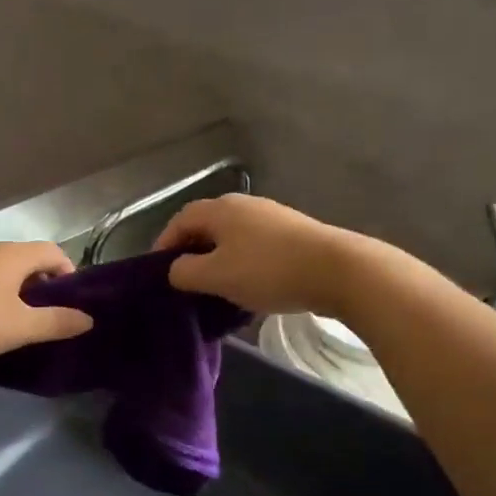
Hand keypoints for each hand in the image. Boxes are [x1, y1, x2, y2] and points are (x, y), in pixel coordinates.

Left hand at [0, 241, 92, 365]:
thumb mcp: (20, 327)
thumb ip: (56, 322)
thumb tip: (88, 319)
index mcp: (12, 254)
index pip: (52, 251)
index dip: (68, 273)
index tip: (71, 302)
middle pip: (27, 258)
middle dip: (43, 284)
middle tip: (48, 315)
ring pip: (3, 269)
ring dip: (17, 290)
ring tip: (20, 320)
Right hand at [154, 194, 355, 315]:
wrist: (338, 271)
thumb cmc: (267, 271)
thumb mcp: (216, 276)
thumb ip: (185, 272)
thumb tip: (176, 269)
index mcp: (220, 209)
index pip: (180, 221)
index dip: (164, 244)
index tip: (157, 272)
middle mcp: (244, 205)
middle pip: (207, 227)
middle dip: (192, 253)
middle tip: (185, 282)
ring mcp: (272, 218)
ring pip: (232, 239)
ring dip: (219, 261)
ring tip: (215, 289)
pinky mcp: (293, 234)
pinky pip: (255, 248)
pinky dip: (243, 265)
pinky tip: (249, 289)